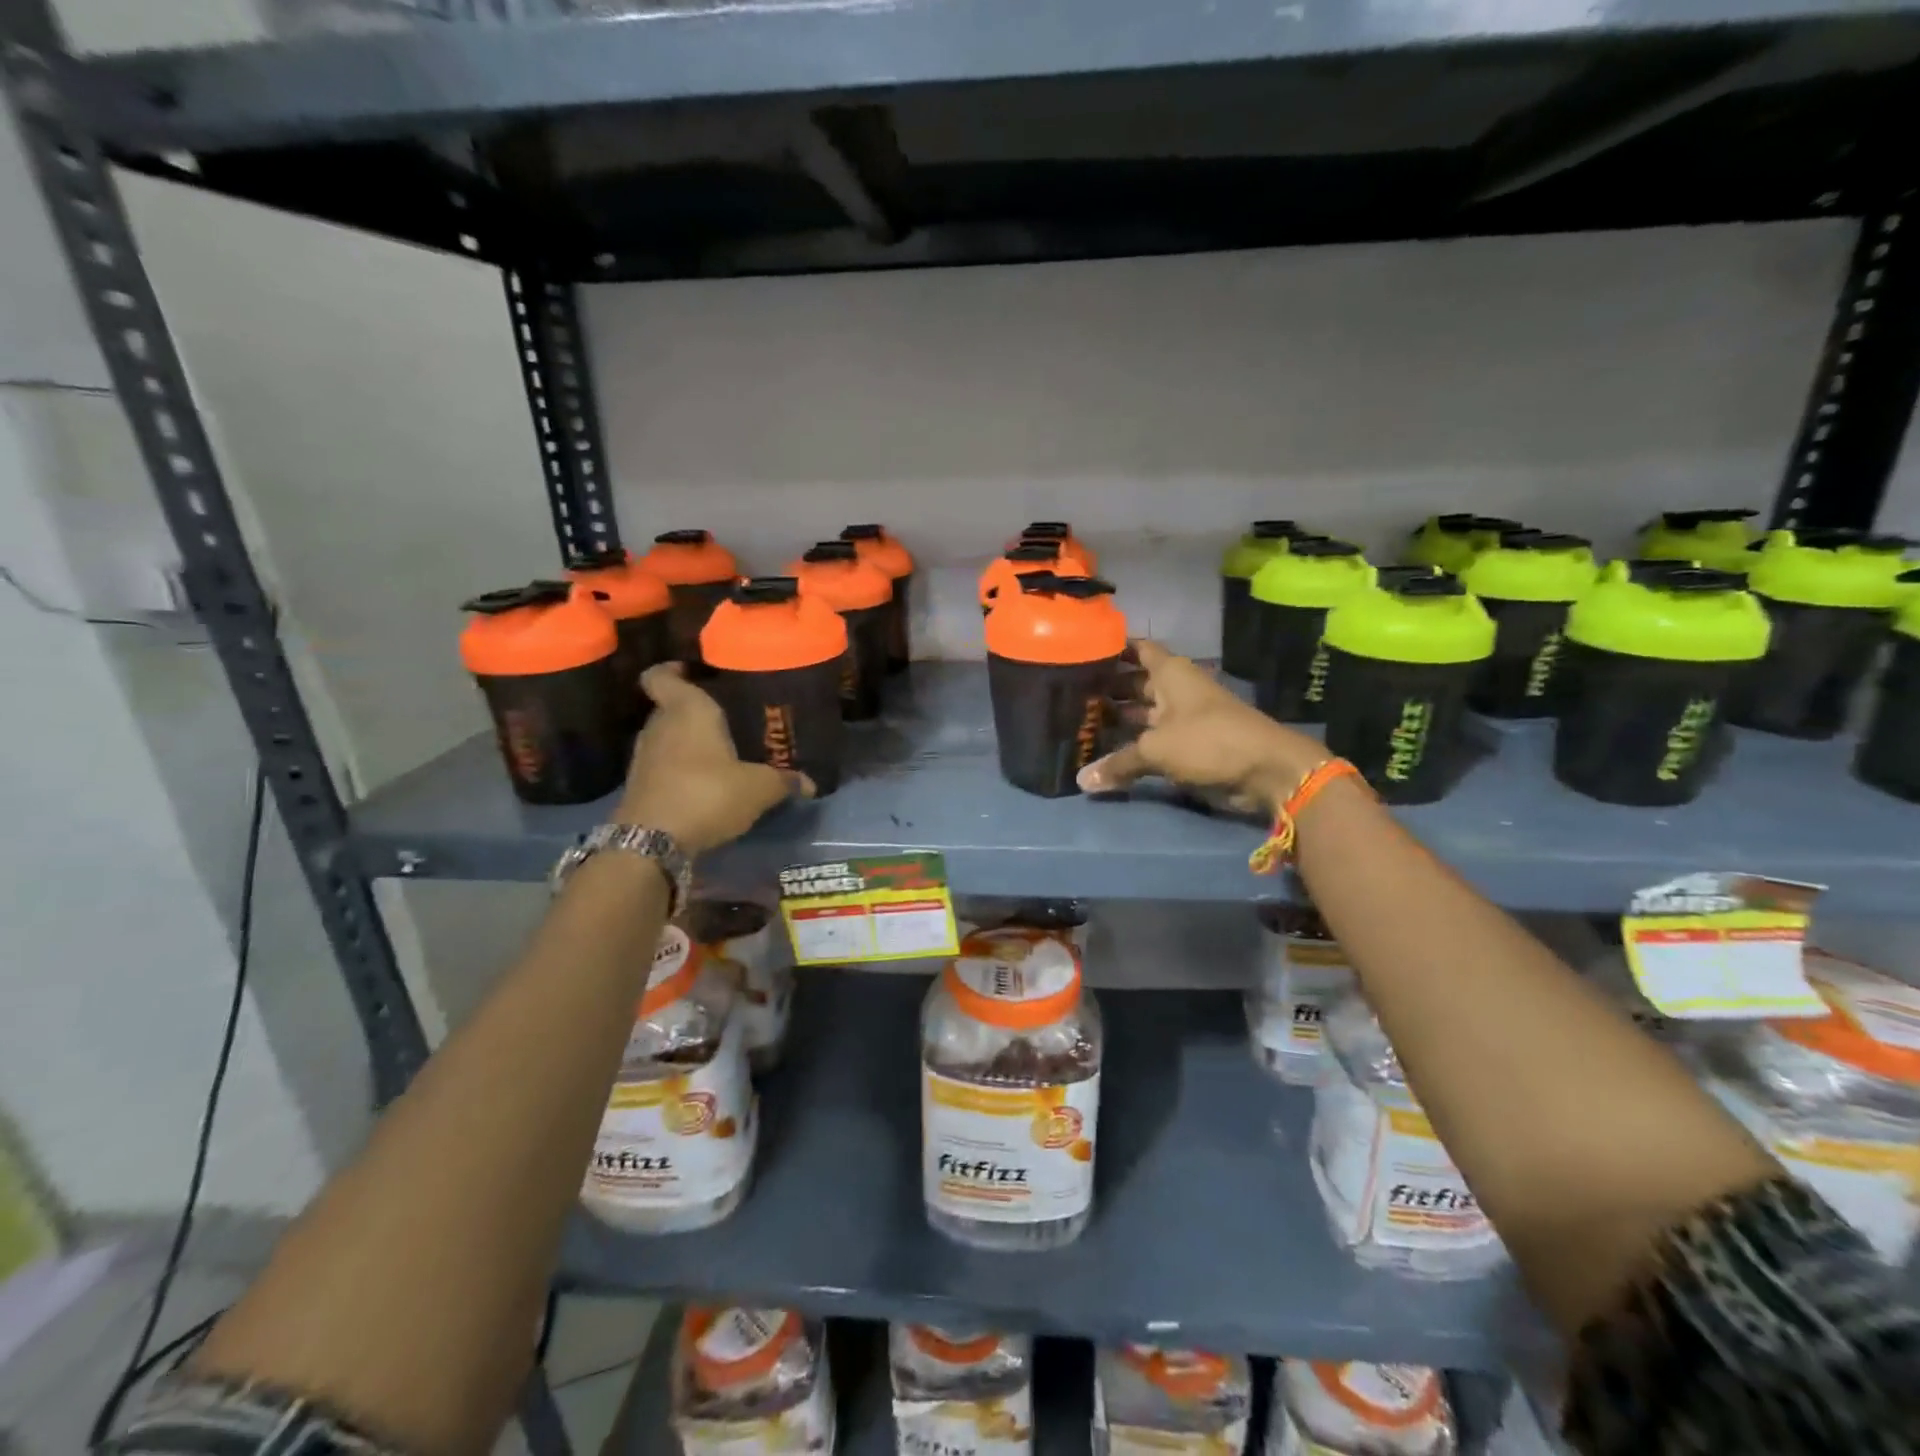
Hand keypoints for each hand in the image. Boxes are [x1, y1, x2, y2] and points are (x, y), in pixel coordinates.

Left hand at [618, 664, 812, 854]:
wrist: (651, 842)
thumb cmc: (707, 794)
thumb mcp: (758, 788)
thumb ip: (784, 781)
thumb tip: (811, 784)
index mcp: (687, 710)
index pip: (661, 675)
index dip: (672, 670)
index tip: (694, 673)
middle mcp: (659, 725)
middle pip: (671, 707)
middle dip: (696, 712)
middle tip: (729, 718)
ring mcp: (645, 756)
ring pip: (668, 737)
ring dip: (688, 743)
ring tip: (722, 752)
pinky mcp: (640, 785)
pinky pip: (664, 765)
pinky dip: (681, 769)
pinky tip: (706, 783)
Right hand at [1077, 641, 1325, 813]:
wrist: (1265, 770)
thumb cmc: (1208, 741)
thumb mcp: (1156, 749)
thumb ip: (1119, 762)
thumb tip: (1082, 780)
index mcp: (1170, 673)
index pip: (1138, 649)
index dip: (1114, 647)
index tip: (1082, 650)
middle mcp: (1175, 689)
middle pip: (1135, 682)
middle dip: (1107, 688)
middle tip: (1069, 694)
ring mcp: (1183, 718)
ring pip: (1143, 713)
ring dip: (1118, 718)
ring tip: (1080, 722)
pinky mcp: (1188, 744)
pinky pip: (1152, 739)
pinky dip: (1132, 744)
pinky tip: (1105, 751)